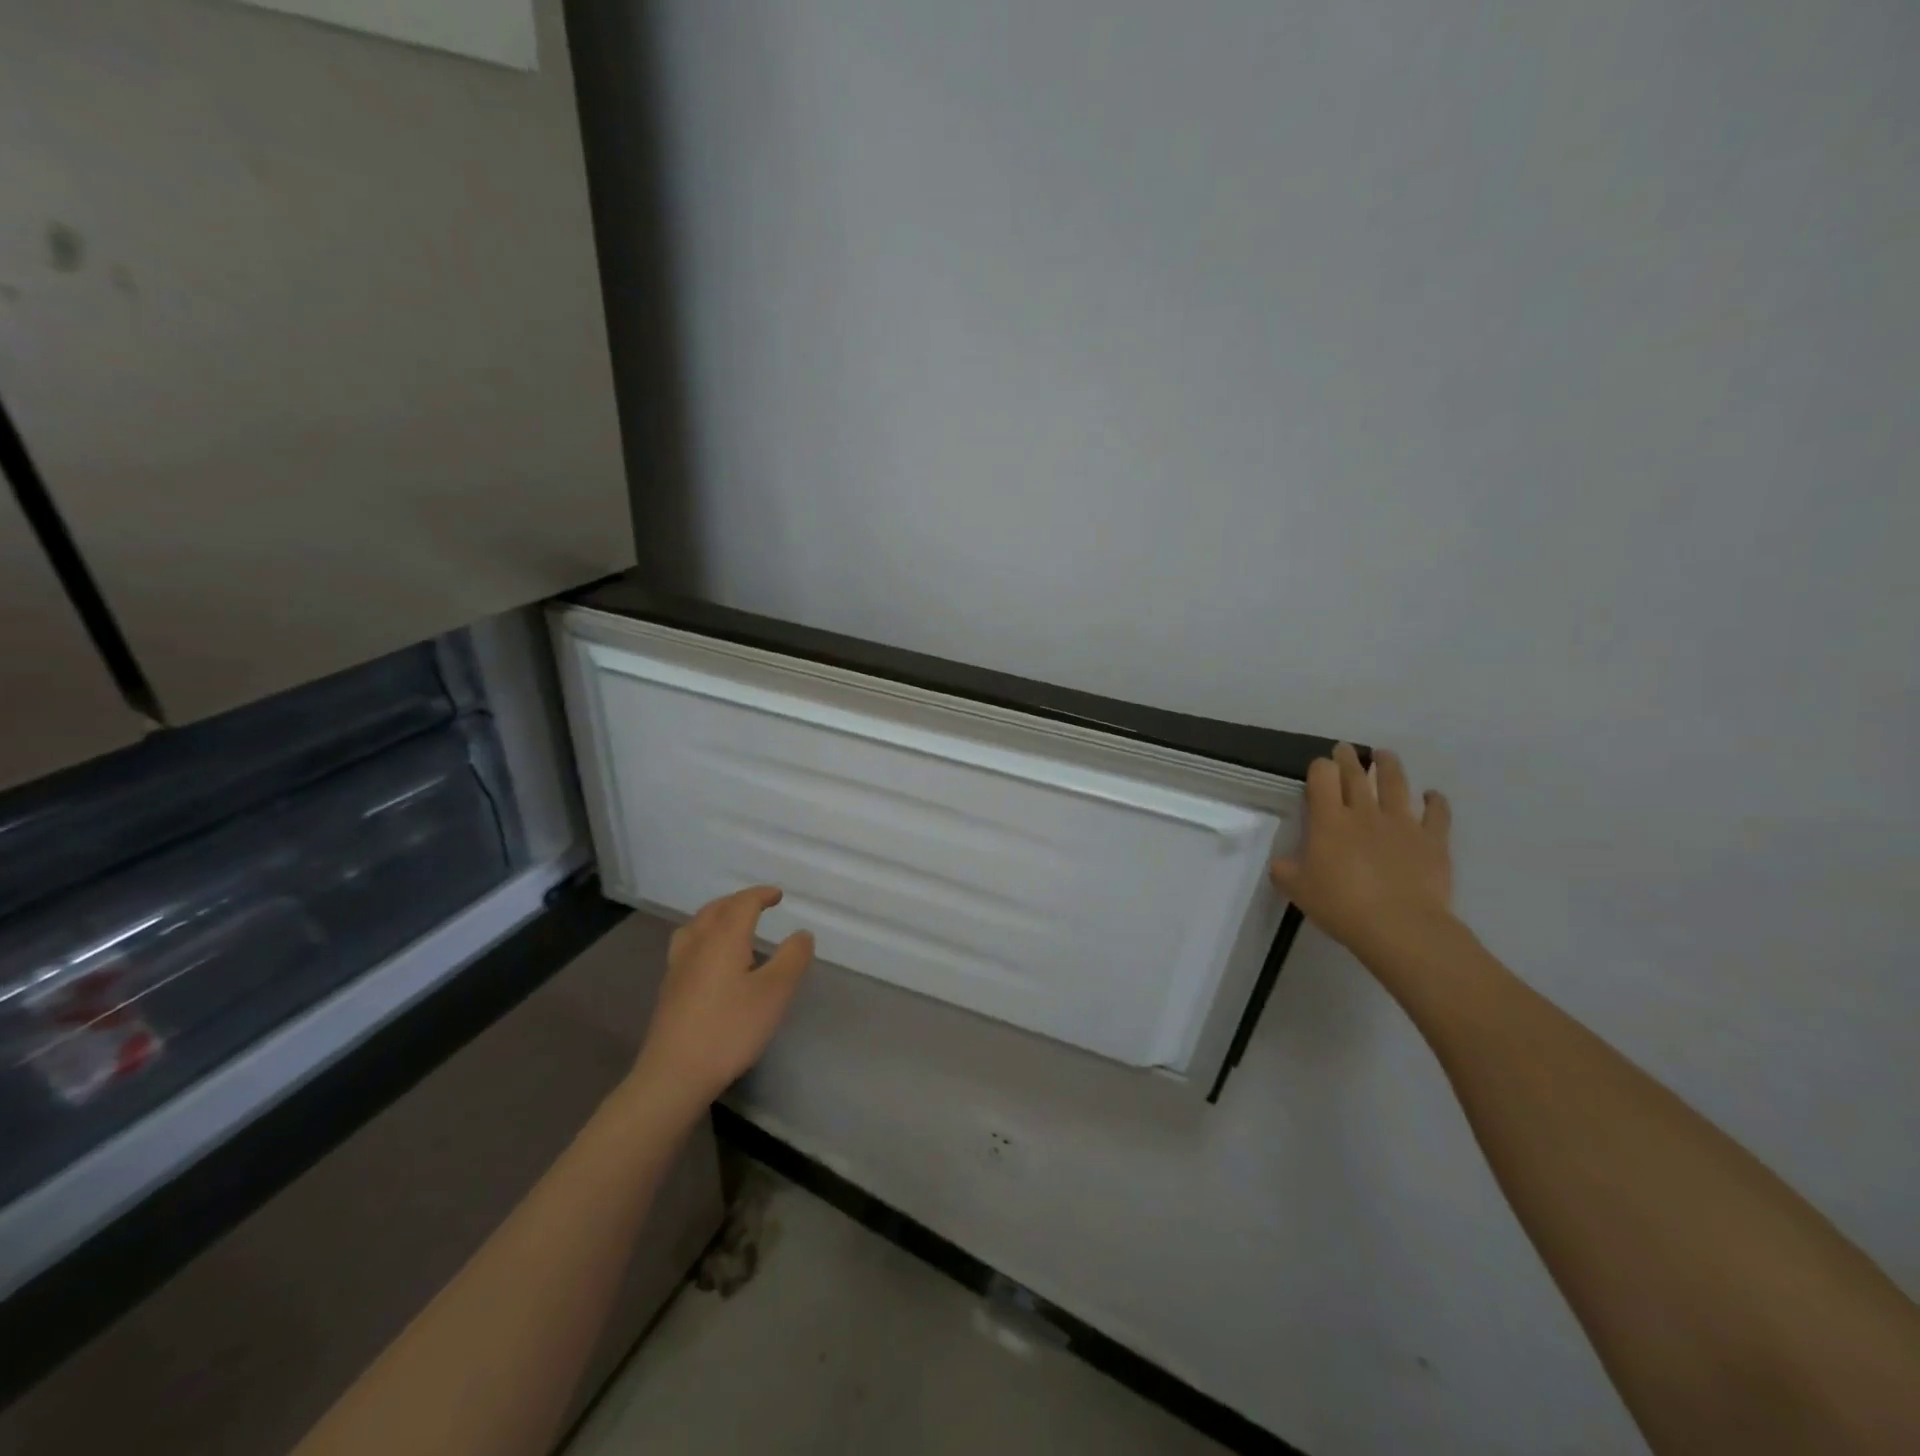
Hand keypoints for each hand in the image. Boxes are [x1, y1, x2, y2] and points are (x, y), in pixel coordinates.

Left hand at [632, 886, 813, 1108]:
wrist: (674, 1074)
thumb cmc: (730, 1029)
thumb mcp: (775, 993)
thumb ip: (792, 958)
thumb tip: (802, 934)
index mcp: (724, 938)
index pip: (743, 903)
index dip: (761, 895)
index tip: (778, 896)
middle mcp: (697, 944)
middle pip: (716, 909)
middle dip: (738, 902)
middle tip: (757, 905)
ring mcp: (678, 967)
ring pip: (696, 926)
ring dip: (716, 916)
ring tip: (731, 924)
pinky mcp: (669, 989)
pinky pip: (687, 945)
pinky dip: (704, 937)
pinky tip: (711, 960)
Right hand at [1270, 745, 1454, 963]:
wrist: (1400, 926)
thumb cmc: (1341, 905)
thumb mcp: (1297, 890)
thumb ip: (1286, 871)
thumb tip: (1282, 863)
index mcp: (1329, 820)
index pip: (1323, 777)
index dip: (1320, 768)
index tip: (1319, 768)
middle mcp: (1365, 812)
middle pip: (1356, 774)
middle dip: (1348, 758)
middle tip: (1346, 749)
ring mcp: (1402, 824)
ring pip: (1397, 784)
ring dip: (1389, 766)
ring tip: (1385, 756)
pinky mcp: (1433, 840)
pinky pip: (1437, 814)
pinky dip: (1435, 801)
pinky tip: (1432, 795)